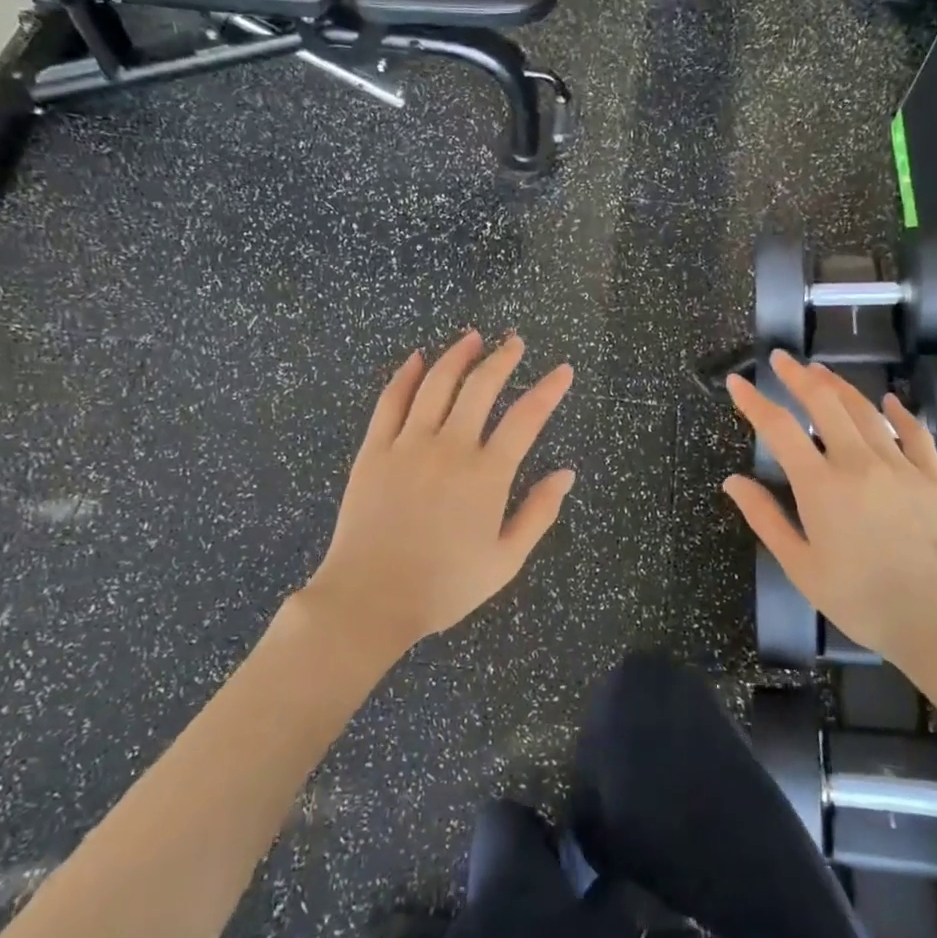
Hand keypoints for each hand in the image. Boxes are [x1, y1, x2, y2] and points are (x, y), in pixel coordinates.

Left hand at [304, 331, 574, 658]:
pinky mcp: (374, 450)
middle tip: (514, 342)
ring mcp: (408, 445)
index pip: (526, 418)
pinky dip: (405, 376)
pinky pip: (390, 402)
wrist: (370, 599)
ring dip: (457, 356)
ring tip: (472, 338)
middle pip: (481, 387)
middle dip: (502, 359)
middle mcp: (450, 447)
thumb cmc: (444, 586)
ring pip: (436, 384)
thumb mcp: (505, 561)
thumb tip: (566, 474)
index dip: (549, 390)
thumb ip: (539, 513)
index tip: (563, 371)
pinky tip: (416, 360)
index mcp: (487, 474)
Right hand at [722, 351, 936, 674]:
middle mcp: (858, 463)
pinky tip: (890, 401)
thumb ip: (765, 519)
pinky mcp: (933, 479)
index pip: (779, 428)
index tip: (737, 382)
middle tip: (781, 358)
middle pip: (824, 404)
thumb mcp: (801, 567)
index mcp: (820, 485)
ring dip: (840, 385)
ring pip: (866, 411)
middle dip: (798, 376)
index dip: (754, 401)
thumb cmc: (862, 601)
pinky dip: (900, 413)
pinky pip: (915, 434)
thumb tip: (732, 482)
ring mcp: (900, 467)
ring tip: (821, 370)